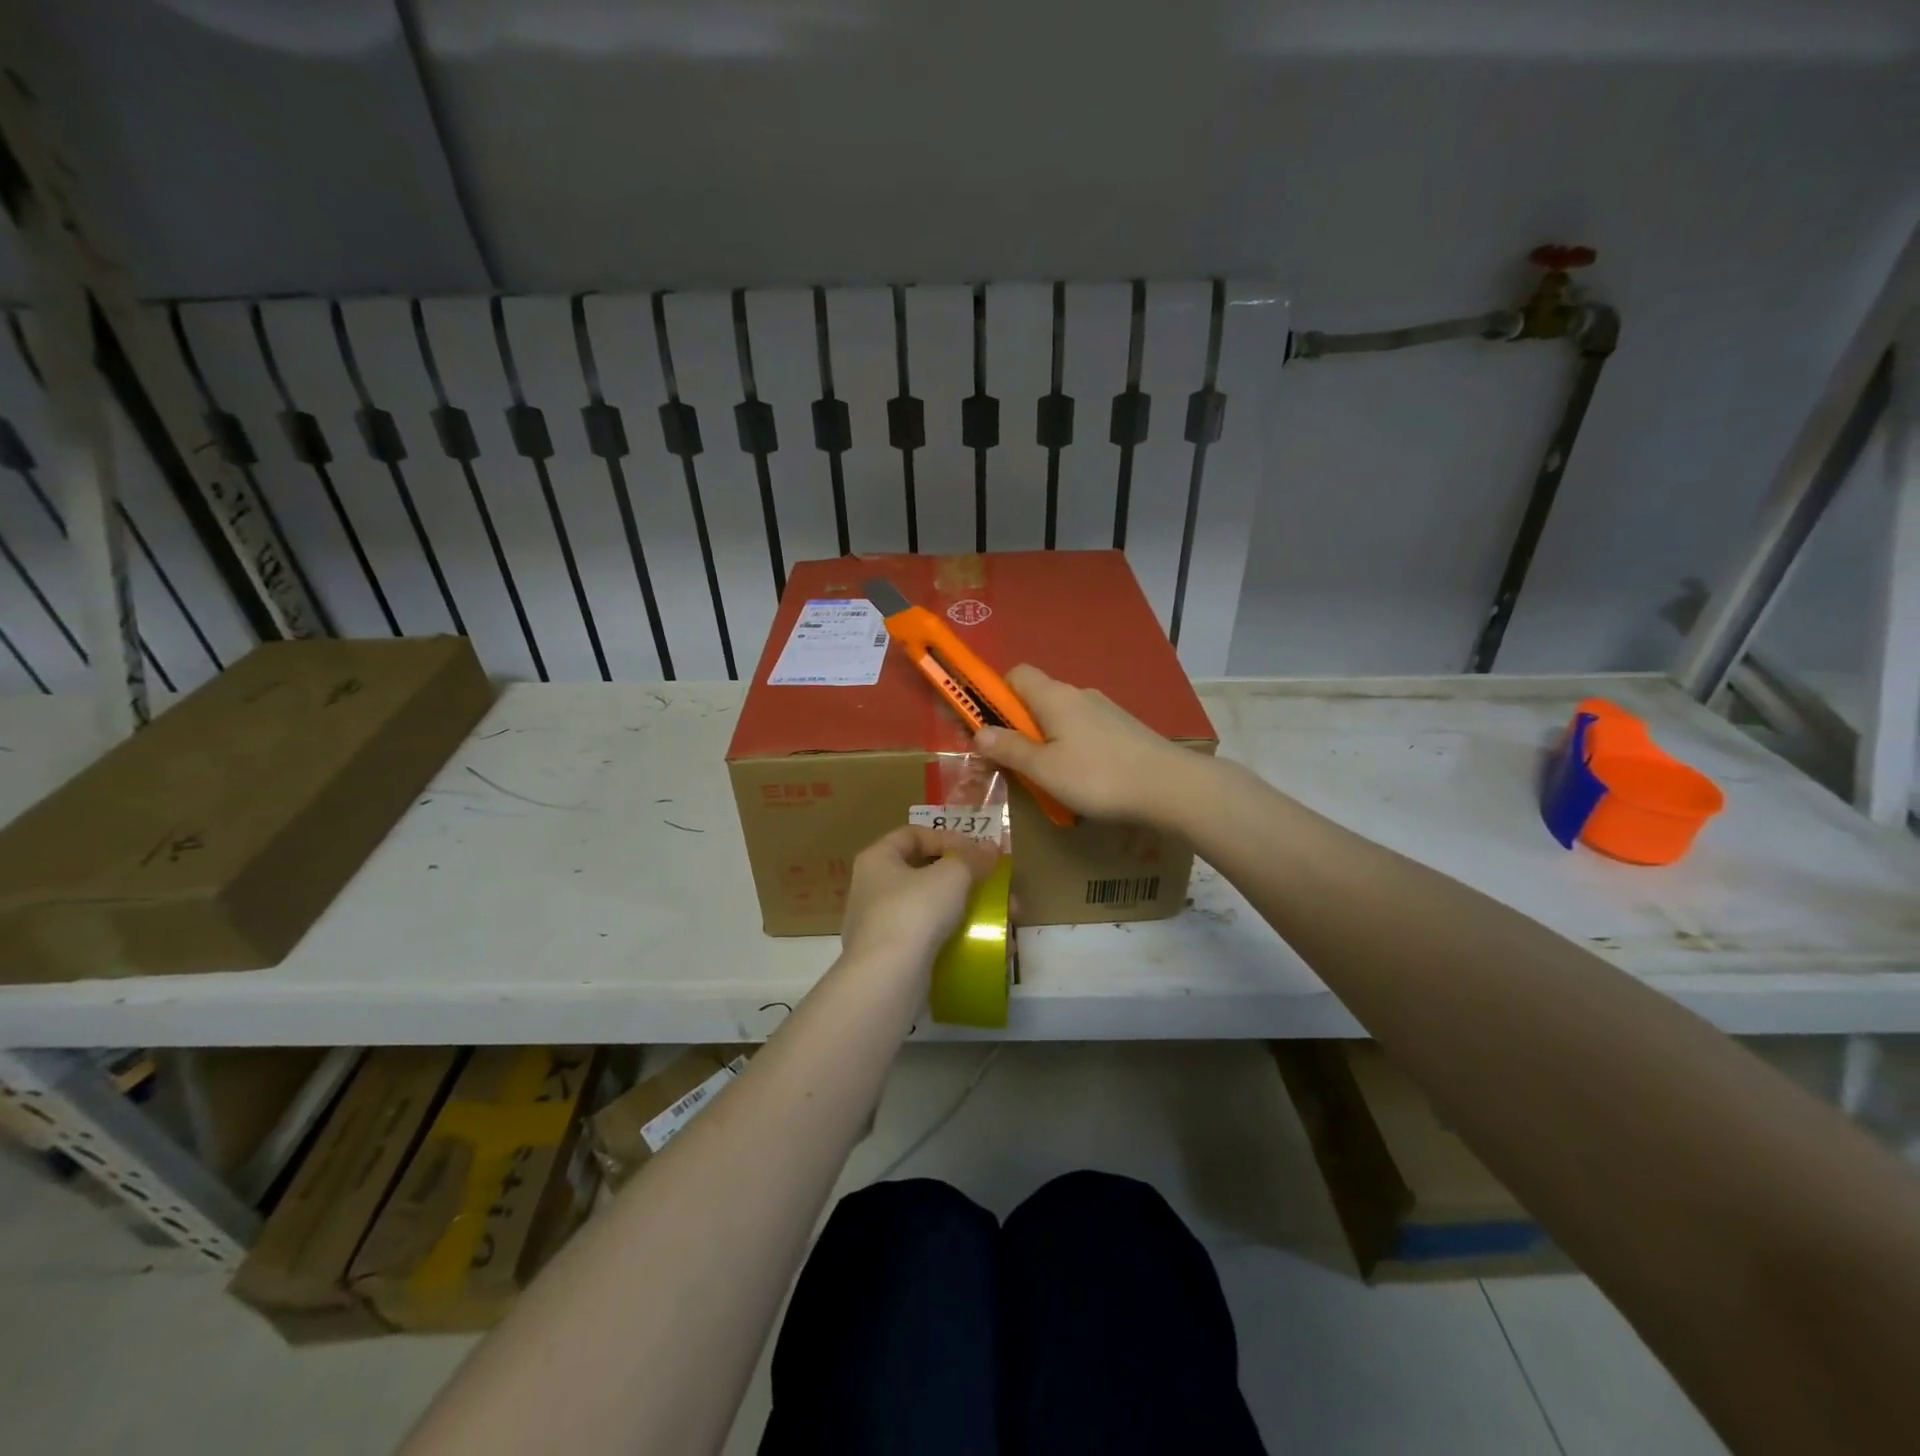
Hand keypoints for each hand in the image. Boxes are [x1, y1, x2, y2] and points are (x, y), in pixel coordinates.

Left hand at [840, 825, 999, 966]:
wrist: (887, 979)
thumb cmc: (915, 911)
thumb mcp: (952, 876)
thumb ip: (973, 858)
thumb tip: (990, 848)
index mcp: (877, 859)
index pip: (913, 834)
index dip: (948, 837)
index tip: (977, 852)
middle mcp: (872, 888)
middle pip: (925, 873)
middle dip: (967, 880)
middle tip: (997, 888)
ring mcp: (879, 926)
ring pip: (931, 909)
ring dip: (968, 910)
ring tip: (1003, 921)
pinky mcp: (891, 958)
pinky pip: (929, 939)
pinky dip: (957, 938)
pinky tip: (986, 947)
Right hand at [974, 664, 1199, 825]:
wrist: (1171, 787)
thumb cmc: (1098, 777)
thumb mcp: (1044, 769)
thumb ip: (1009, 749)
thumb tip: (978, 732)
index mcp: (1054, 696)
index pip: (1015, 674)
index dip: (996, 695)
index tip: (990, 727)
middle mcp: (1079, 694)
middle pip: (1037, 697)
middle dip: (1020, 725)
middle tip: (1016, 762)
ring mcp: (1106, 710)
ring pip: (1062, 717)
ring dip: (1047, 740)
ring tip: (1050, 778)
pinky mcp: (1125, 728)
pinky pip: (1085, 731)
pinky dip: (1074, 748)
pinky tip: (1083, 779)